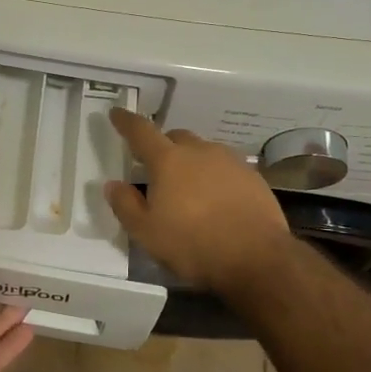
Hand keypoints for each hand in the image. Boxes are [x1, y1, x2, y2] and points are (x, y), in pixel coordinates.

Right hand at [105, 108, 291, 295]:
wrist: (258, 258)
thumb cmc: (193, 245)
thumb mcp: (147, 233)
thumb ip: (126, 205)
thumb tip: (112, 185)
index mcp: (168, 161)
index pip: (141, 132)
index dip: (126, 121)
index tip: (117, 113)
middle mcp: (200, 152)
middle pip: (176, 138)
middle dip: (162, 146)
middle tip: (155, 168)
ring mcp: (230, 162)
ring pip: (203, 152)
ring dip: (191, 162)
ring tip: (188, 189)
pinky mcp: (253, 177)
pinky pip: (226, 168)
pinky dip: (215, 177)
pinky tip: (216, 201)